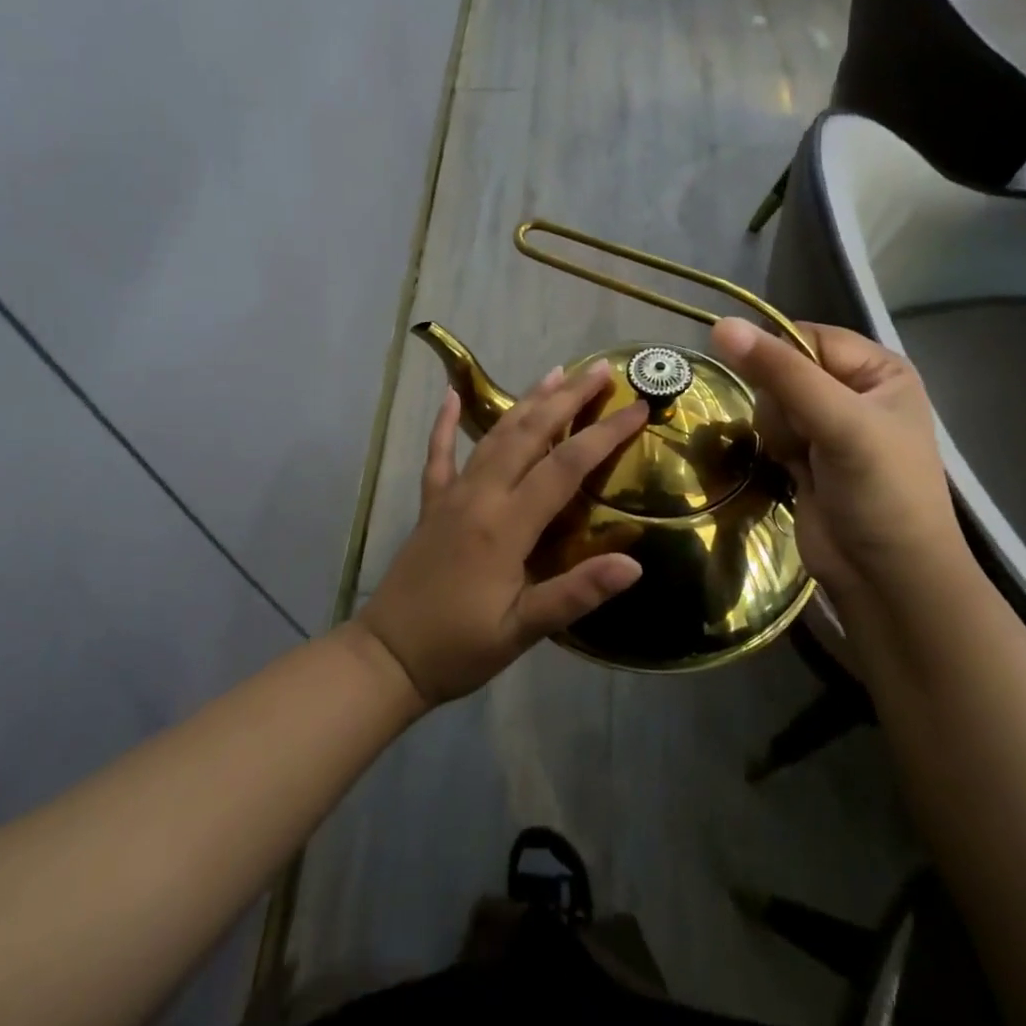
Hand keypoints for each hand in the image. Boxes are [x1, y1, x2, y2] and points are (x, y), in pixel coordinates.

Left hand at [357, 361, 648, 706]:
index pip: (565, 466)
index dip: (604, 434)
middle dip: (568, 398)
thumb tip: (634, 564)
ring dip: (526, 401)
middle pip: (530, 434)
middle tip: (600, 369)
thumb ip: (575, 594)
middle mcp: (479, 496)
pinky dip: (446, 423)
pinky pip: (439, 454)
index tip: (637, 408)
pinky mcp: (431, 504)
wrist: (388, 657)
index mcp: (506, 525)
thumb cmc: (460, 648)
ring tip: (555, 372)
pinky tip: (451, 395)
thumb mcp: (522, 631)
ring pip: (493, 435)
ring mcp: (451, 495)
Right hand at [710, 317, 968, 603]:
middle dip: (782, 403)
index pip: (806, 336)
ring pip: (770, 400)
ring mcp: (829, 425)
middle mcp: (854, 390)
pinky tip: (792, 471)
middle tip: (806, 438)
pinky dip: (774, 448)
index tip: (768, 387)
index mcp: (878, 369)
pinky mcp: (807, 455)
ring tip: (803, 461)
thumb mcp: (839, 423)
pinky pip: (770, 430)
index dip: (779, 357)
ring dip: (778, 431)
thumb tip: (719, 325)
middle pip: (783, 369)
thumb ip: (781, 373)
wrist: (887, 579)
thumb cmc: (881, 492)